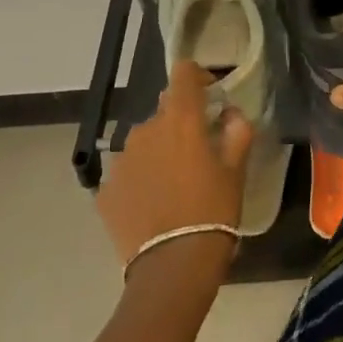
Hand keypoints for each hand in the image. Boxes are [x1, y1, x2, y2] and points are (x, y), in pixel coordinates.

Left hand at [98, 61, 254, 272]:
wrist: (172, 268)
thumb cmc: (213, 212)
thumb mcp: (236, 172)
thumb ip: (237, 132)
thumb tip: (231, 114)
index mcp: (180, 120)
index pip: (183, 73)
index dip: (196, 76)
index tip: (209, 93)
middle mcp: (146, 131)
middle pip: (164, 112)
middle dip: (181, 123)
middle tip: (198, 152)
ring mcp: (121, 160)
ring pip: (144, 142)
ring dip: (159, 151)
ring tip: (174, 183)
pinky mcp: (105, 190)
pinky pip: (127, 172)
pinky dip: (141, 179)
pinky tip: (153, 204)